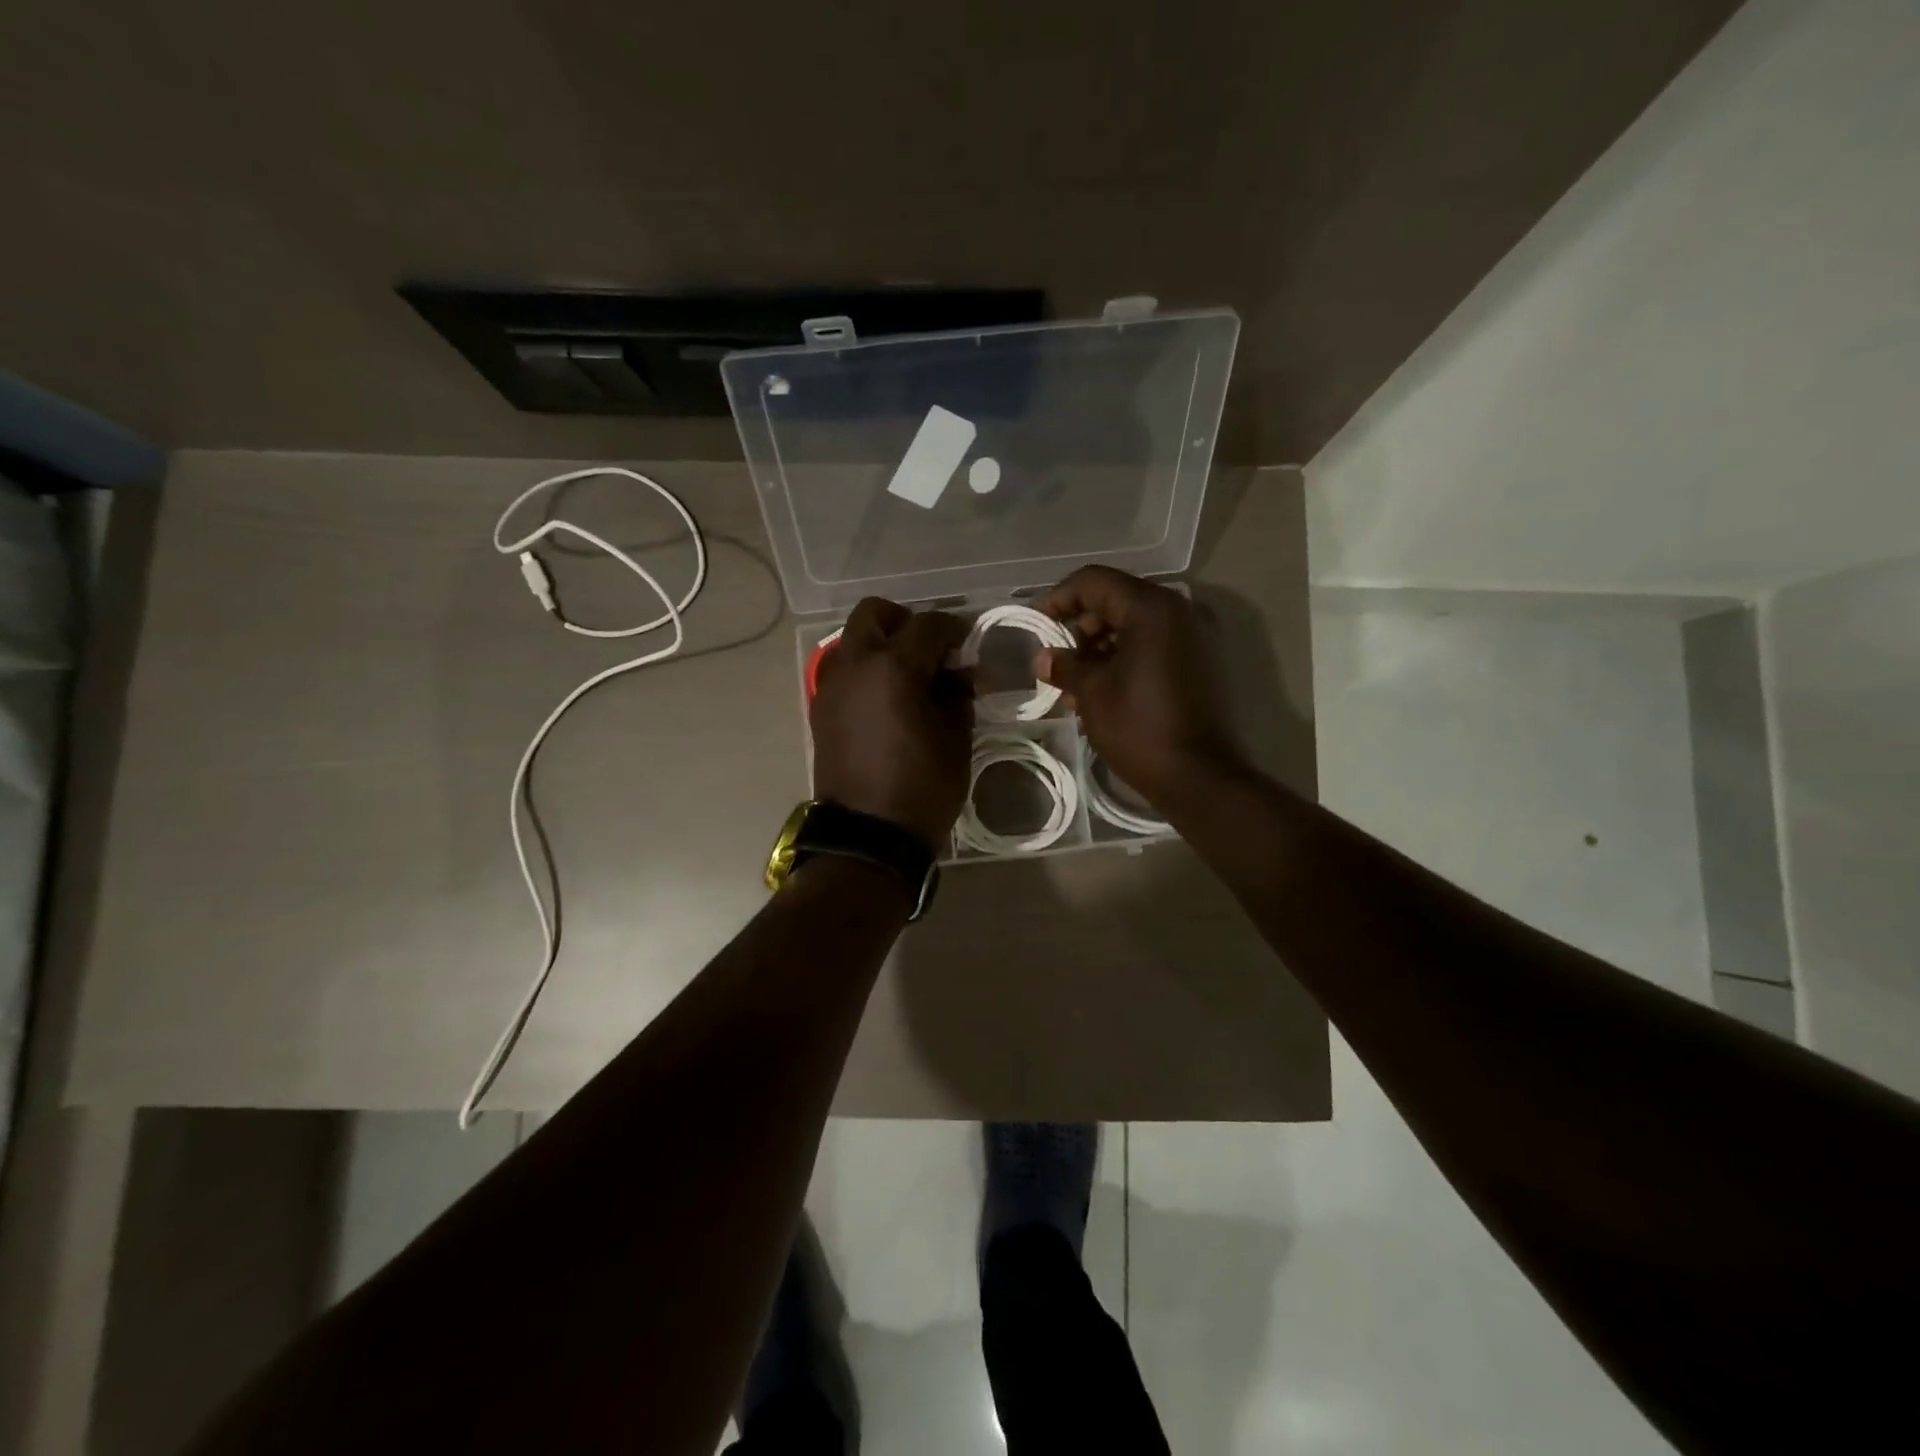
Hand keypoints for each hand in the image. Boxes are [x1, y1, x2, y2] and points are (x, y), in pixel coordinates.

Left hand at [810, 598, 972, 850]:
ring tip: (909, 676)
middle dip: (905, 621)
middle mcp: (856, 666)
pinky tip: (887, 699)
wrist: (869, 836)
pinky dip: (865, 670)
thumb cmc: (923, 787)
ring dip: (881, 644)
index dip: (953, 628)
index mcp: (894, 668)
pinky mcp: (820, 709)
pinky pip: (843, 671)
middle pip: (874, 614)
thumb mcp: (956, 739)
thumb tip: (961, 674)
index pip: (927, 625)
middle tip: (930, 649)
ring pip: (853, 640)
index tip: (967, 642)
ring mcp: (831, 686)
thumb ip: (959, 695)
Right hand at [1036, 565, 1246, 808]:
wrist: (1198, 776)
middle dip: (1079, 626)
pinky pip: (1151, 646)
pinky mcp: (1197, 663)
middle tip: (1055, 659)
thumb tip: (1043, 658)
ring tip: (1072, 683)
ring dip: (1099, 647)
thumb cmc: (1138, 727)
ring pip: (1133, 626)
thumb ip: (1065, 665)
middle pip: (1115, 600)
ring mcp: (1191, 638)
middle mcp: (1177, 612)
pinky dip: (1122, 658)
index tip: (1036, 623)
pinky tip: (1099, 690)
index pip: (1094, 581)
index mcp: (1151, 608)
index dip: (1059, 597)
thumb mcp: (1092, 692)